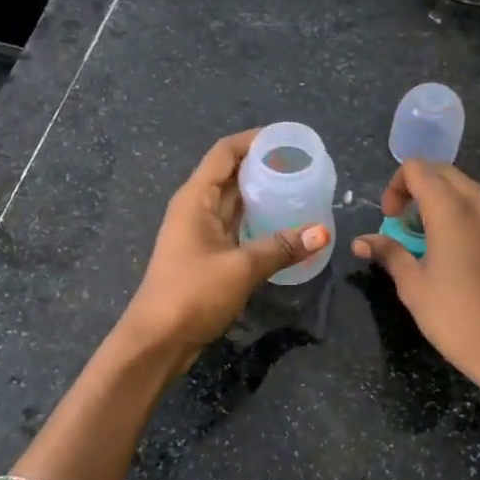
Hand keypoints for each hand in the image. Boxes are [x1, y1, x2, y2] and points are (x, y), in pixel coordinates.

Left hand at [120, 129, 328, 357]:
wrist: (157, 341)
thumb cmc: (192, 294)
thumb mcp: (241, 268)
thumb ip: (281, 247)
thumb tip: (323, 233)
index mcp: (195, 198)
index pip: (224, 153)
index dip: (254, 140)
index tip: (288, 139)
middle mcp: (195, 208)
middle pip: (230, 174)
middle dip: (263, 165)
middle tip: (303, 165)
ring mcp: (200, 232)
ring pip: (234, 201)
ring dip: (261, 193)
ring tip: (299, 188)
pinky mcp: (206, 254)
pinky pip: (235, 225)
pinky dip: (257, 219)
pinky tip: (283, 223)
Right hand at [351, 161, 479, 392]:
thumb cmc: (455, 318)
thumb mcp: (413, 286)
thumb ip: (388, 254)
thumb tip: (361, 241)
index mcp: (451, 211)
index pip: (418, 169)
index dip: (396, 186)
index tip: (389, 219)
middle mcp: (479, 206)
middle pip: (443, 172)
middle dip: (416, 187)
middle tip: (402, 222)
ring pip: (465, 188)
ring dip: (439, 199)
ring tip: (425, 236)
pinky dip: (460, 212)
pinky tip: (451, 249)